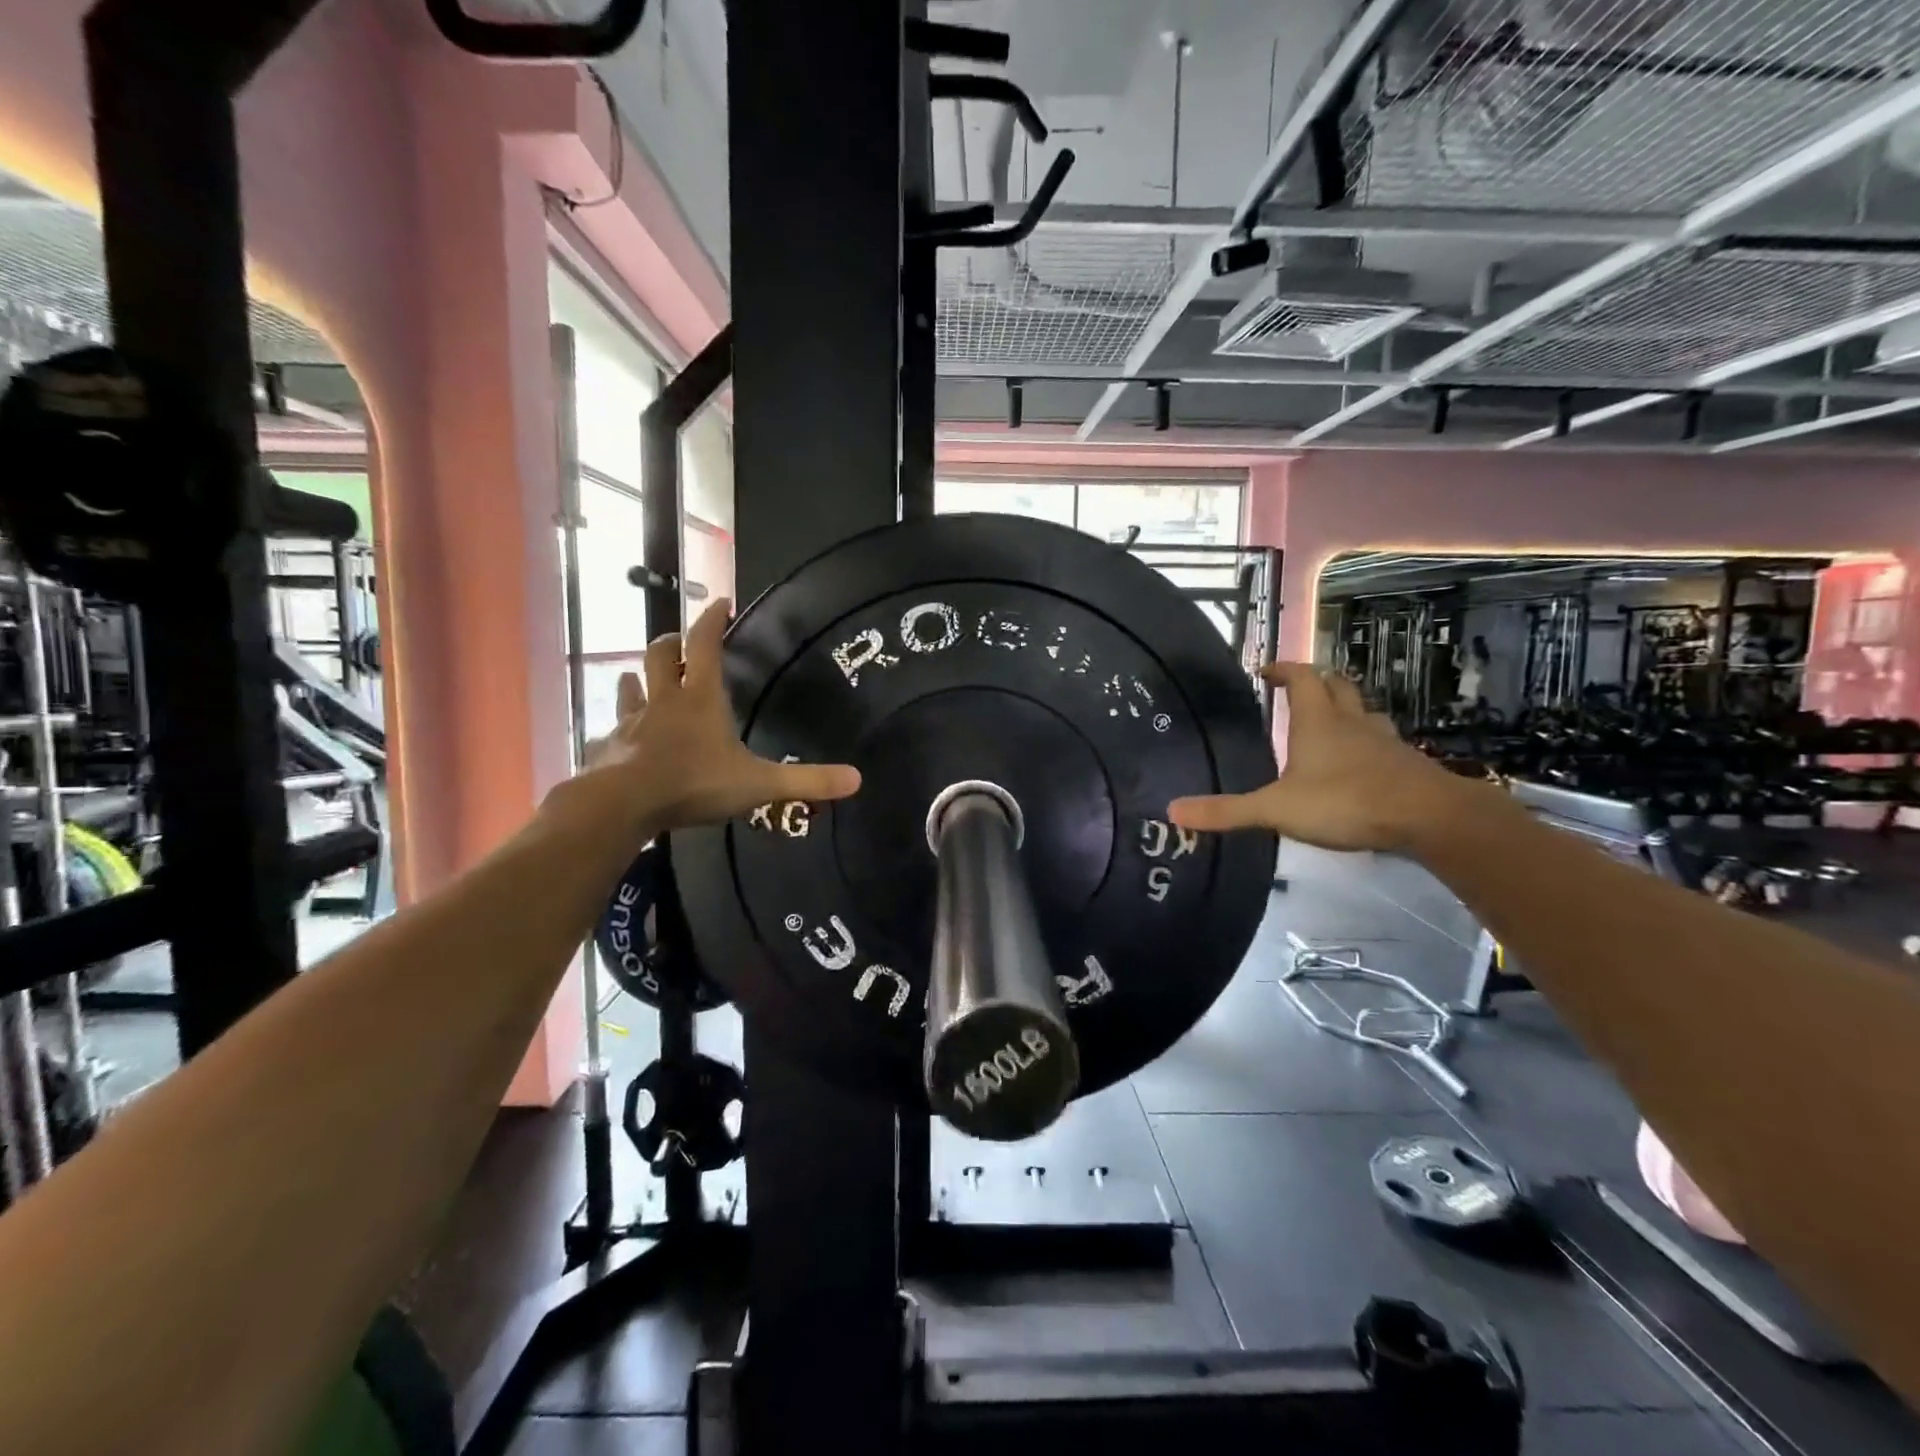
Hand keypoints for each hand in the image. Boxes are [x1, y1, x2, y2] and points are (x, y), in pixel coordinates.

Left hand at [568, 600, 860, 833]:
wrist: (622, 804)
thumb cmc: (694, 783)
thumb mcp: (759, 784)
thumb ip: (806, 781)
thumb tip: (857, 779)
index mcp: (701, 698)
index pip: (705, 645)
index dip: (712, 620)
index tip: (719, 602)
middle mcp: (664, 701)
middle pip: (661, 656)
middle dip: (671, 643)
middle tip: (680, 640)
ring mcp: (632, 722)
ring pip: (632, 686)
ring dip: (639, 677)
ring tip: (642, 676)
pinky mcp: (610, 746)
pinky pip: (614, 727)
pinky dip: (620, 724)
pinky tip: (621, 734)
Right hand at [1168, 662, 1467, 852]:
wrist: (1428, 818)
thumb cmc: (1345, 802)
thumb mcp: (1276, 809)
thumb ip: (1227, 811)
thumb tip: (1172, 810)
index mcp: (1318, 721)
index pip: (1302, 678)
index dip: (1284, 669)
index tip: (1266, 671)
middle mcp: (1351, 721)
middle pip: (1336, 685)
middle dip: (1316, 682)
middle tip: (1296, 690)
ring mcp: (1383, 741)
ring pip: (1363, 711)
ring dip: (1345, 708)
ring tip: (1328, 722)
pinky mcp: (1405, 763)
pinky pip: (1381, 740)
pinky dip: (1366, 740)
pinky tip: (1360, 761)